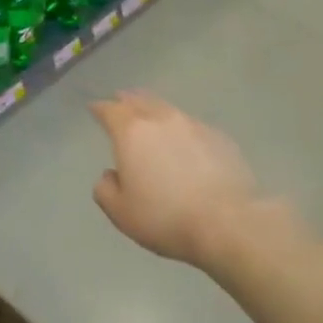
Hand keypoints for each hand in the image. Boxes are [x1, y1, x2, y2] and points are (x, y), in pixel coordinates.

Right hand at [88, 91, 264, 267]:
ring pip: (167, 109)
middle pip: (139, 100)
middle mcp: (161, 120)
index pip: (109, 110)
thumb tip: (111, 175)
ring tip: (150, 117)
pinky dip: (181, 129)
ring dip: (154, 110)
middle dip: (126, 101)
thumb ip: (105, 189)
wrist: (228, 223)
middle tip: (120, 102)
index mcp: (131, 133)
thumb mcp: (120, 212)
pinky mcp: (220, 138)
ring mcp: (194, 126)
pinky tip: (184, 142)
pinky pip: (192, 126)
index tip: (94, 109)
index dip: (99, 108)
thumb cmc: (165, 217)